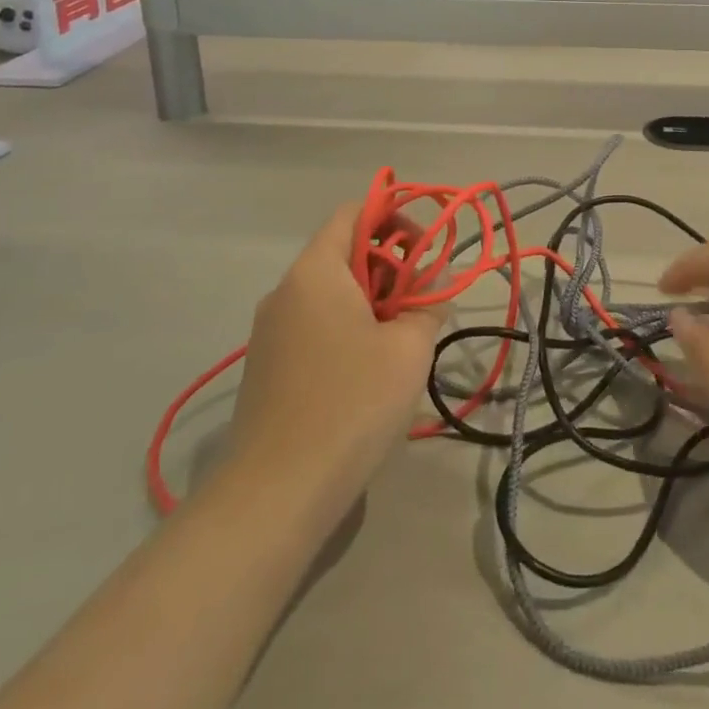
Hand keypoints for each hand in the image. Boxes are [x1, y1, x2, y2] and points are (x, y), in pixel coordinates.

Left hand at [224, 204, 440, 509]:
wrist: (276, 495)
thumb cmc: (351, 404)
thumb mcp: (408, 349)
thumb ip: (429, 303)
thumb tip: (440, 279)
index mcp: (315, 272)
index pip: (352, 213)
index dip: (392, 216)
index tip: (425, 246)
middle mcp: (285, 292)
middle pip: (343, 253)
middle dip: (389, 267)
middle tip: (422, 301)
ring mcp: (270, 332)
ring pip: (330, 294)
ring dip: (371, 302)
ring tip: (402, 340)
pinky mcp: (268, 368)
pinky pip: (314, 327)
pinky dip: (347, 330)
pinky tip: (369, 372)